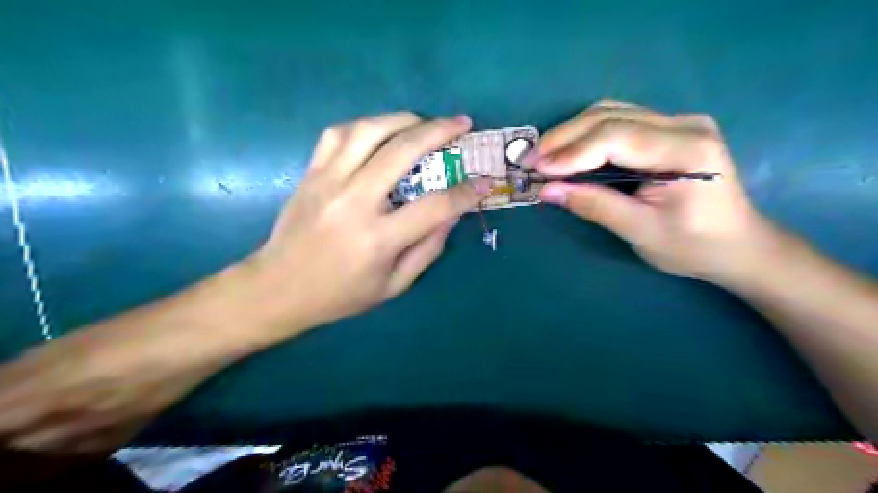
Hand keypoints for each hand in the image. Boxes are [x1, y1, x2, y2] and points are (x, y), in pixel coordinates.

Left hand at [251, 110, 491, 326]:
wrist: (278, 288)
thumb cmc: (340, 294)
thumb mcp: (393, 285)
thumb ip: (427, 249)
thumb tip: (452, 214)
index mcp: (378, 239)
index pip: (435, 206)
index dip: (467, 192)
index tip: (485, 182)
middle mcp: (354, 202)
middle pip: (402, 151)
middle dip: (439, 132)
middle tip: (461, 124)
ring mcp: (328, 182)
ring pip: (368, 130)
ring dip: (403, 119)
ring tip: (424, 122)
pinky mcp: (310, 173)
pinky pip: (338, 134)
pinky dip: (365, 125)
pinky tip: (381, 131)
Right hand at [540, 100, 776, 285]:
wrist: (738, 246)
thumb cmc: (694, 246)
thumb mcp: (640, 231)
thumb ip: (593, 205)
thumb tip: (546, 190)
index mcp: (686, 149)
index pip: (616, 137)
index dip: (571, 152)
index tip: (537, 169)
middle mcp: (684, 124)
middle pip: (610, 116)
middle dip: (564, 138)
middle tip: (530, 160)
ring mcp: (677, 122)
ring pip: (610, 113)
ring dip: (571, 133)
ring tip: (543, 156)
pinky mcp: (667, 130)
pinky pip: (618, 122)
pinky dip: (586, 135)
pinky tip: (568, 151)